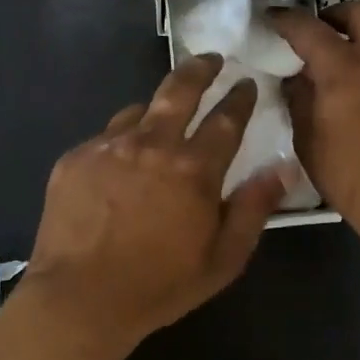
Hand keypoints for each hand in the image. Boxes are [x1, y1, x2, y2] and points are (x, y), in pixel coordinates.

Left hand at [23, 55, 286, 348]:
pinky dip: (123, 140)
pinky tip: (121, 161)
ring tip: (163, 116)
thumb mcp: (223, 258)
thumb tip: (283, 167)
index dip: (240, 98)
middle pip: (180, 89)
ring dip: (158, 108)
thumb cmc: (159, 285)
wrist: (79, 299)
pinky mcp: (76, 157)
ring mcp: (109, 146)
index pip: (227, 119)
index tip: (247, 83)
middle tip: (210, 59)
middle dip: (201, 69)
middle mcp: (153, 144)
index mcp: (194, 168)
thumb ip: (254, 208)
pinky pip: (107, 135)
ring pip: (140, 109)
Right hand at [272, 3, 359, 258]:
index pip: (309, 29)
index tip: (273, 18)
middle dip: (337, 14)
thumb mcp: (308, 142)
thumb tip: (296, 79)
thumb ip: (299, 101)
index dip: (287, 19)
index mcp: (343, 70)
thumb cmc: (352, 178)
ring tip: (342, 67)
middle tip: (320, 31)